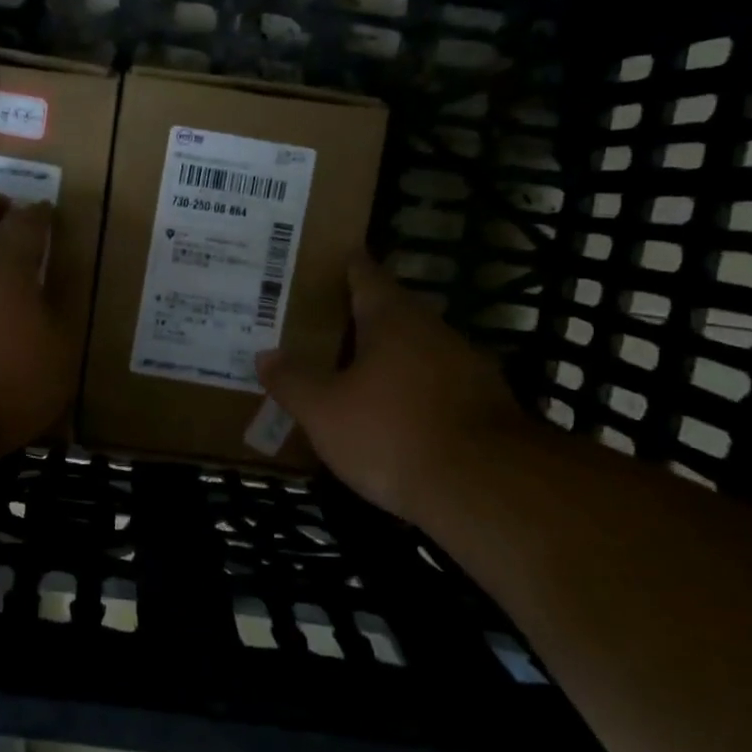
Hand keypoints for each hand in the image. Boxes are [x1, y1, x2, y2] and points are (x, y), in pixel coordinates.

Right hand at [256, 254, 522, 524]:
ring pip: (416, 349)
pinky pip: (435, 384)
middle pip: (391, 311)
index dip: (343, 266)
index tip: (322, 262)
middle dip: (358, 317)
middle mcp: (433, 330)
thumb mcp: (324, 411)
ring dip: (386, 356)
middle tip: (320, 325)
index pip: (365, 274)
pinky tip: (392, 413)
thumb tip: (266, 355)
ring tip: (351, 370)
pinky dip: (411, 389)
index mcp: (392, 318)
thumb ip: (293, 381)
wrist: (485, 488)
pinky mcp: (485, 404)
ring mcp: (466, 366)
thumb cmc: (392, 433)